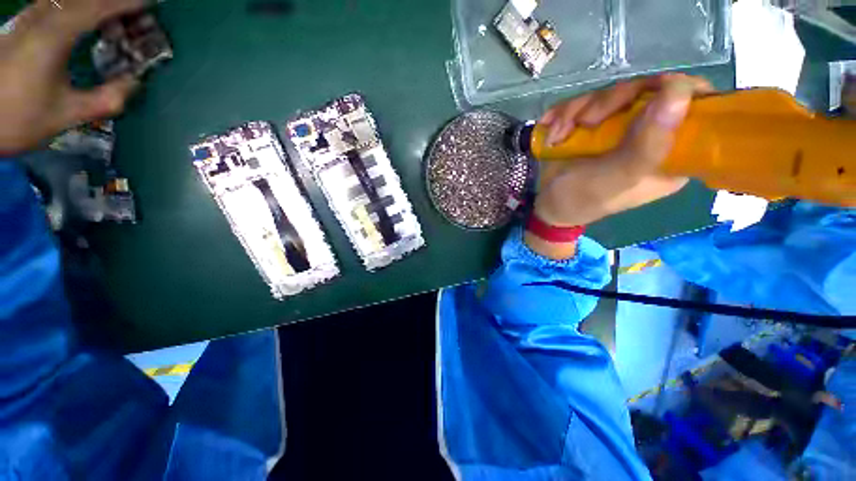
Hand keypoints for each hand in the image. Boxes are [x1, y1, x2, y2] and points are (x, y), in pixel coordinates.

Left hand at [0, 0, 145, 155]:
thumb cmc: (17, 116)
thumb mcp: (65, 115)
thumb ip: (104, 100)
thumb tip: (134, 84)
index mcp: (55, 34)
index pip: (99, 6)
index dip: (127, 3)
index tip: (151, 5)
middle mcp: (42, 17)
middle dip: (114, 3)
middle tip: (136, 17)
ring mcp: (30, 19)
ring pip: (70, 0)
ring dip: (96, 6)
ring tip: (115, 24)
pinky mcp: (23, 25)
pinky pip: (58, 5)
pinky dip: (80, 9)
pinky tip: (88, 25)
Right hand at [526, 74, 713, 258]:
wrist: (548, 205)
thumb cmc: (582, 199)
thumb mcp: (617, 177)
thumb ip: (649, 143)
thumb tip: (681, 89)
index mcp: (672, 153)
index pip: (698, 107)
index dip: (678, 91)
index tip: (648, 94)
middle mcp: (651, 134)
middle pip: (648, 90)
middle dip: (609, 103)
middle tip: (584, 124)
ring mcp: (622, 126)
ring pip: (612, 93)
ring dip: (577, 111)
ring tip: (559, 136)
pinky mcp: (597, 124)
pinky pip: (587, 101)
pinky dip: (565, 114)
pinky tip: (555, 133)